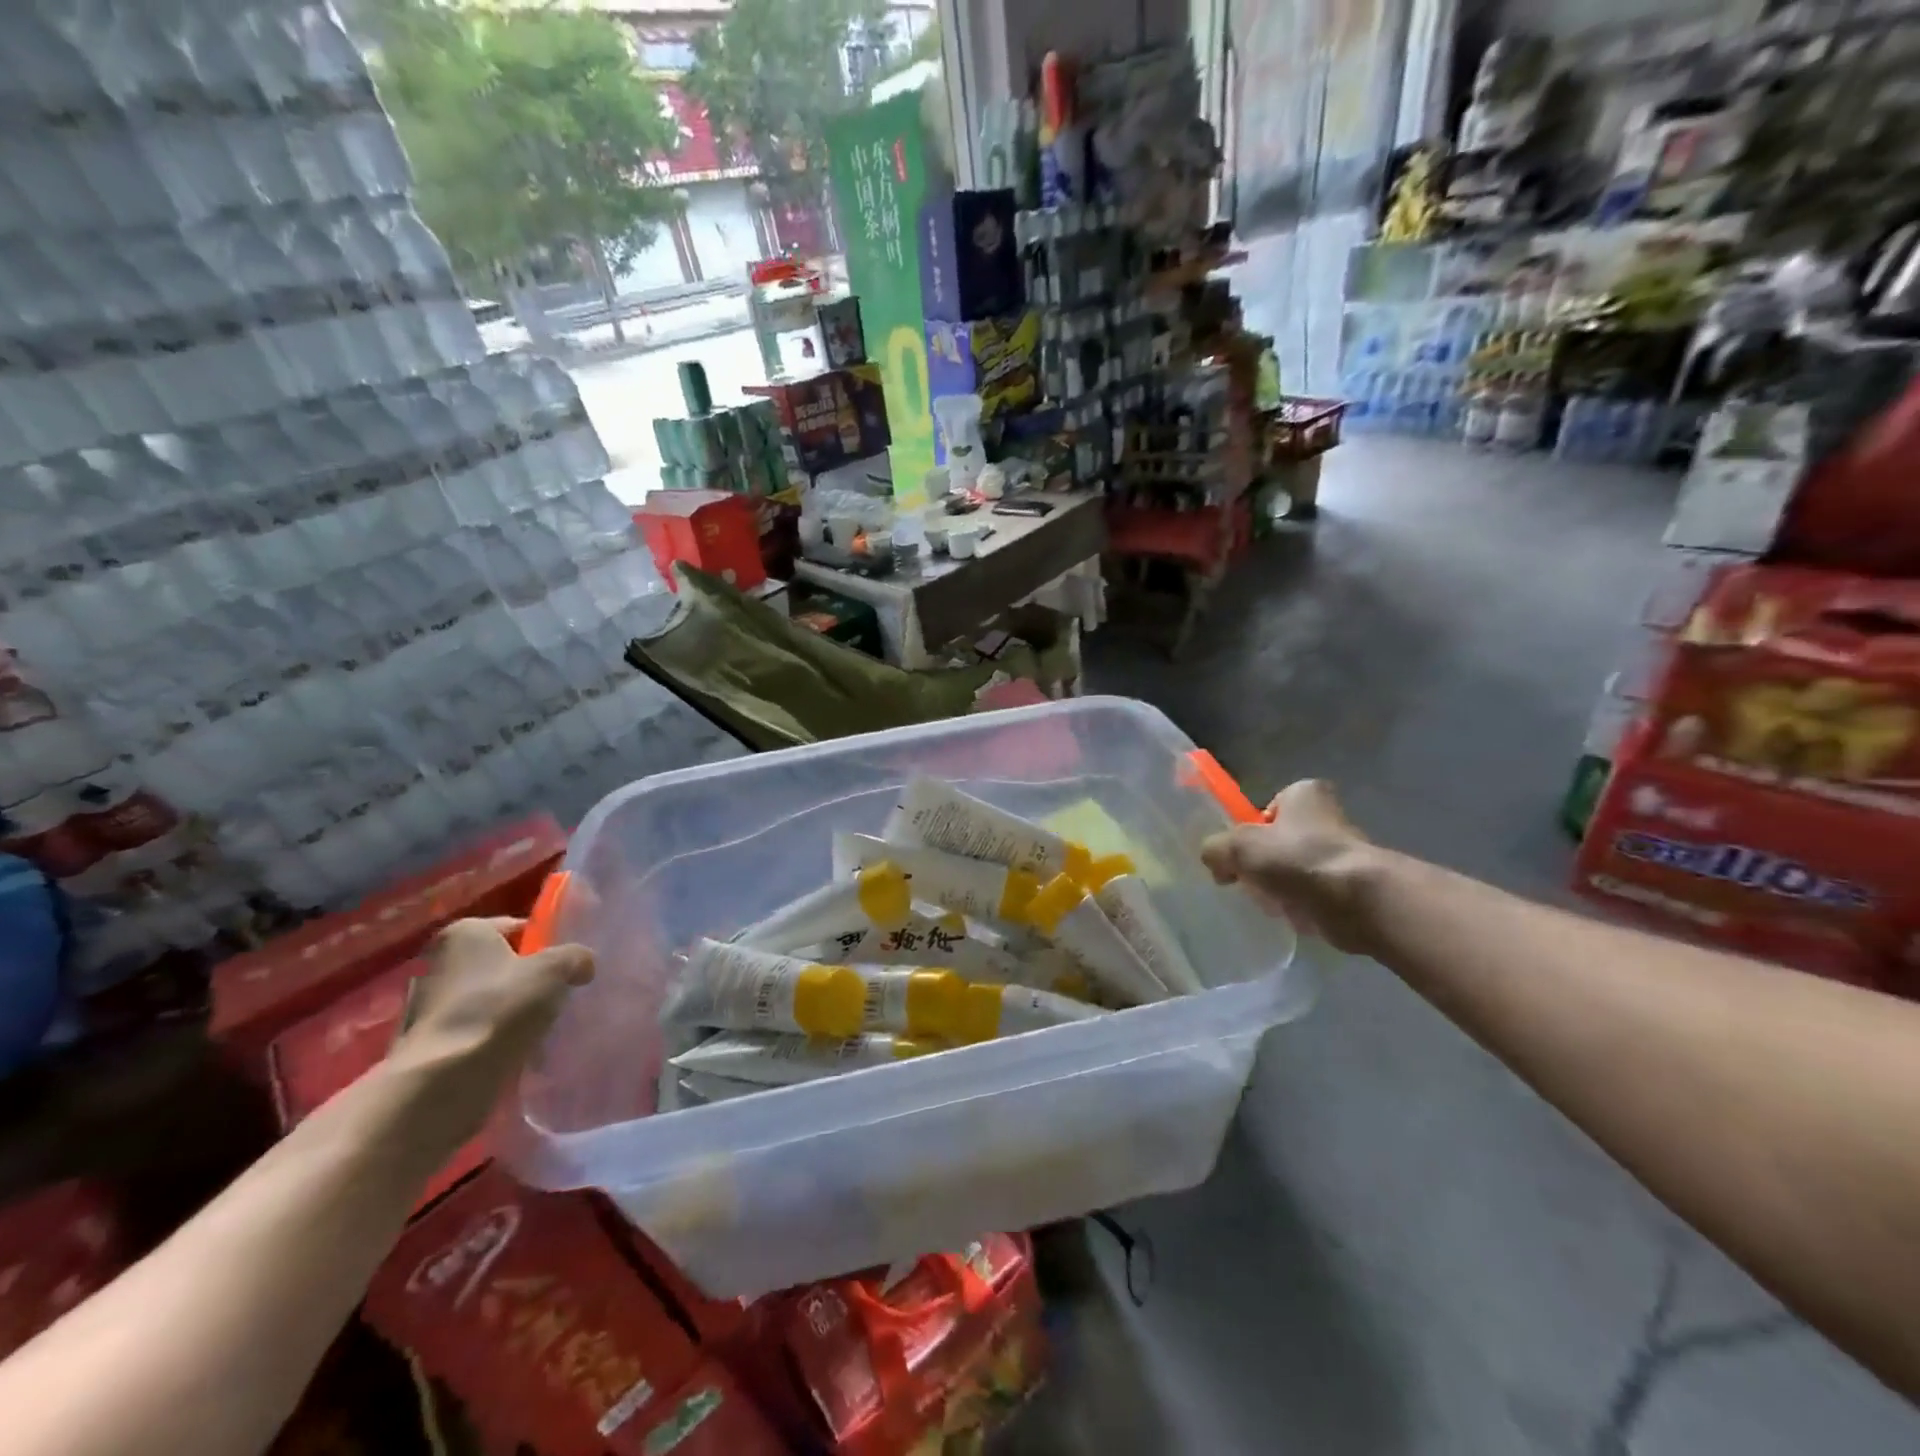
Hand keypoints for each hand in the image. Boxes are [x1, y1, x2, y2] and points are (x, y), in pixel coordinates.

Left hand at [384, 917, 594, 1152]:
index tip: (564, 964)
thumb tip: (582, 964)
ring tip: (540, 1027)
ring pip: (486, 999)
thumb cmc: (499, 1008)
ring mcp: (426, 1006)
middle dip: (525, 978)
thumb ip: (575, 957)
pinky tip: (516, 1050)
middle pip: (498, 964)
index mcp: (463, 933)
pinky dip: (493, 1037)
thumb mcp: (555, 970)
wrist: (444, 1081)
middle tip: (556, 994)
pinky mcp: (426, 1044)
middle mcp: (436, 962)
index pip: (514, 927)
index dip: (544, 943)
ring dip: (509, 1011)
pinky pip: (473, 1031)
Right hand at [1200, 780, 1379, 952]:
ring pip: (1293, 871)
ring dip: (1279, 888)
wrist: (1358, 901)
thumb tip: (1215, 862)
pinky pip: (1312, 896)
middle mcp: (1327, 817)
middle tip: (1251, 882)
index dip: (1249, 832)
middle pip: (1278, 843)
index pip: (1267, 809)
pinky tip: (1293, 916)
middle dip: (1263, 865)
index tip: (1241, 855)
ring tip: (1272, 902)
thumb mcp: (1239, 846)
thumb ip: (1216, 849)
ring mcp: (1341, 853)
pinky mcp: (1351, 887)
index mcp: (1303, 793)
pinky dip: (1300, 906)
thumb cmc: (1297, 859)